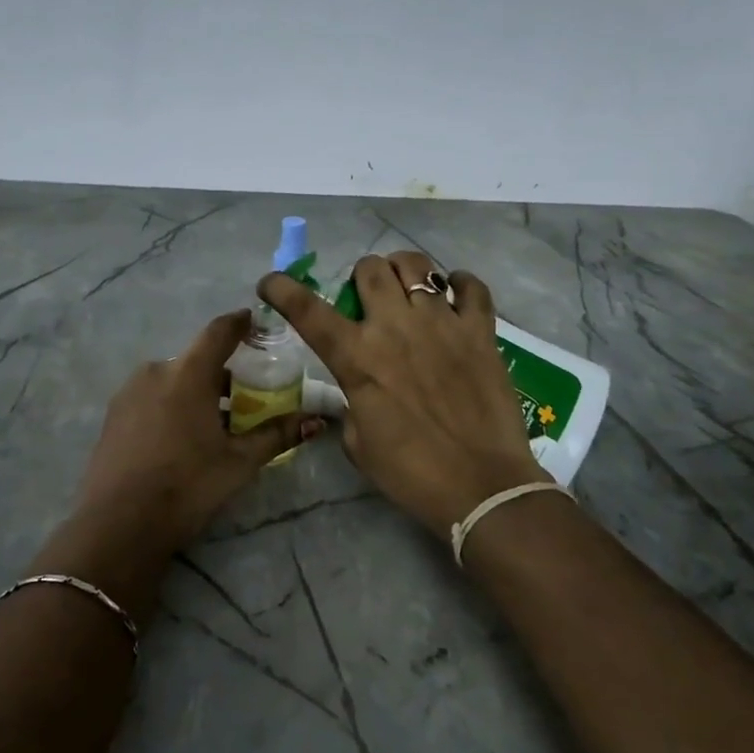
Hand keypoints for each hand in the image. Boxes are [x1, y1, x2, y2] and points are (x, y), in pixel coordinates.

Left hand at [65, 310, 320, 555]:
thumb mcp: (239, 462)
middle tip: (246, 396)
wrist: (117, 525)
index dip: (239, 323)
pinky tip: (181, 438)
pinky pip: (151, 397)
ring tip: (215, 424)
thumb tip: (316, 420)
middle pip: (196, 360)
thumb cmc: (187, 486)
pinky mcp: (113, 415)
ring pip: (172, 380)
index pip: (219, 332)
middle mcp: (156, 371)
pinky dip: (172, 405)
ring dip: (196, 391)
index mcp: (188, 373)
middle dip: (222, 372)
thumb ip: (277, 435)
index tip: (255, 321)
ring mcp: (128, 392)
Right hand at [259, 253, 544, 537]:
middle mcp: (395, 327)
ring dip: (403, 271)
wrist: (482, 487)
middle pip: (369, 268)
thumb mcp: (358, 442)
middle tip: (368, 296)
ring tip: (408, 288)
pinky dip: (460, 284)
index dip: (282, 289)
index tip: (271, 281)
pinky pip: (472, 287)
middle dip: (361, 275)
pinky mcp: (480, 331)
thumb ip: (353, 402)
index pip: (307, 310)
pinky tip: (456, 296)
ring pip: (417, 265)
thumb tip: (361, 389)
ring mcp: (442, 323)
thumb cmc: (411, 473)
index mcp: (357, 357)